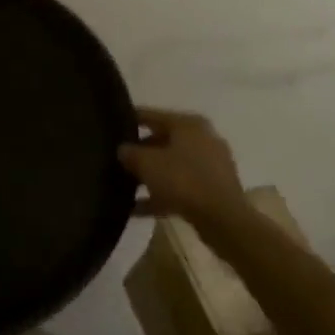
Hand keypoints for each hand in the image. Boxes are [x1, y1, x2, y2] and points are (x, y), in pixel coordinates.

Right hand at [119, 107, 253, 242]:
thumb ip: (130, 153)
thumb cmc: (183, 180)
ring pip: (172, 166)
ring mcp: (210, 166)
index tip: (111, 125)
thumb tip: (123, 150)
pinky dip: (161, 195)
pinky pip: (180, 188)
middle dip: (141, 151)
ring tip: (125, 184)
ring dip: (151, 175)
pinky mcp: (213, 191)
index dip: (130, 119)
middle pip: (163, 141)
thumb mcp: (147, 163)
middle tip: (117, 158)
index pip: (152, 115)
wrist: (223, 219)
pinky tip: (137, 208)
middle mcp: (202, 139)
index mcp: (188, 125)